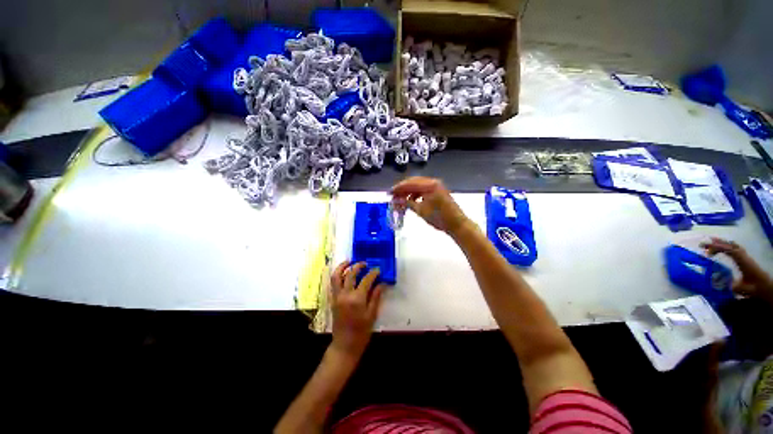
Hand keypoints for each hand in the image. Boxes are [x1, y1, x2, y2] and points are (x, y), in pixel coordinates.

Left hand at [329, 261, 384, 358]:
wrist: (345, 345)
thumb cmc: (361, 332)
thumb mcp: (372, 314)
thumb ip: (376, 296)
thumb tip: (381, 283)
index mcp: (357, 299)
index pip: (366, 280)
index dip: (373, 273)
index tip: (378, 269)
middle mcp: (345, 295)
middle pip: (350, 274)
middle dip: (358, 266)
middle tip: (365, 264)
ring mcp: (337, 297)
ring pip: (336, 276)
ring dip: (342, 267)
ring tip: (349, 262)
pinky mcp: (332, 300)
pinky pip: (333, 284)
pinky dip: (338, 275)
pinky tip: (343, 273)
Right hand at [391, 177, 468, 235]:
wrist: (457, 224)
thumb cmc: (439, 217)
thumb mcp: (421, 211)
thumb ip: (407, 203)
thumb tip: (396, 201)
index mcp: (429, 185)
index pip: (409, 183)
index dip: (398, 188)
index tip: (389, 193)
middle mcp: (433, 182)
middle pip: (413, 182)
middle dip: (402, 189)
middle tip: (393, 196)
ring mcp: (436, 186)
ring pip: (418, 186)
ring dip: (409, 192)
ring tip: (401, 200)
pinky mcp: (438, 191)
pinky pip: (423, 190)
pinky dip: (416, 194)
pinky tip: (411, 201)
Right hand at [701, 238, 772, 300]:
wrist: (765, 288)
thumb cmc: (753, 288)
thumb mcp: (740, 288)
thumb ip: (727, 284)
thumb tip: (716, 283)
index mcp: (742, 261)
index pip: (728, 250)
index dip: (717, 248)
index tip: (705, 251)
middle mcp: (743, 256)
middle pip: (730, 245)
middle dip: (716, 243)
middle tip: (703, 245)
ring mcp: (745, 256)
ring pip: (732, 245)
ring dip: (721, 243)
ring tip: (710, 243)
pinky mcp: (745, 258)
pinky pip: (735, 248)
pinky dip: (727, 245)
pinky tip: (721, 248)